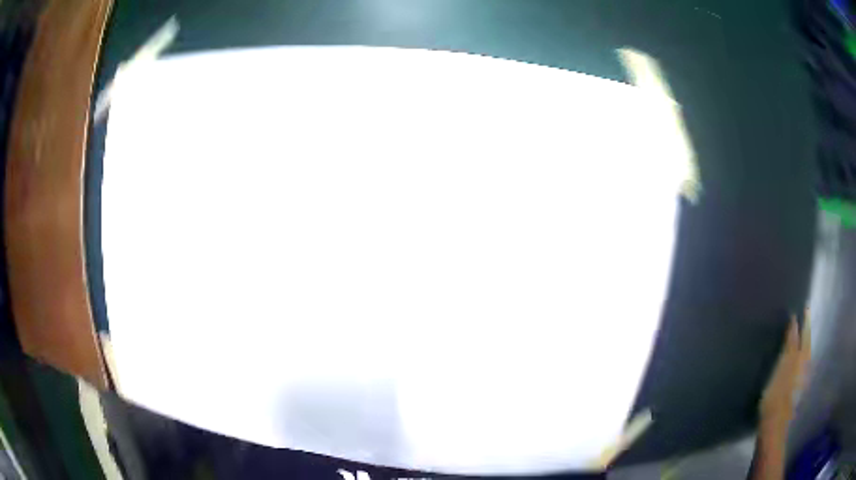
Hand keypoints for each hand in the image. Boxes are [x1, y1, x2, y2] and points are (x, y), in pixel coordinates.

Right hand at [760, 312, 810, 426]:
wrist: (774, 424)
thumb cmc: (776, 394)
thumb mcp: (782, 366)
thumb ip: (790, 343)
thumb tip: (795, 320)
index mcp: (802, 357)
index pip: (805, 333)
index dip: (804, 320)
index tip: (804, 307)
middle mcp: (805, 364)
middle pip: (807, 343)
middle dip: (806, 331)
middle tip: (804, 317)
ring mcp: (802, 378)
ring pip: (806, 354)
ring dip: (804, 344)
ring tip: (800, 336)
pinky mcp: (796, 389)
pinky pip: (801, 366)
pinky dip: (800, 357)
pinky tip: (796, 361)